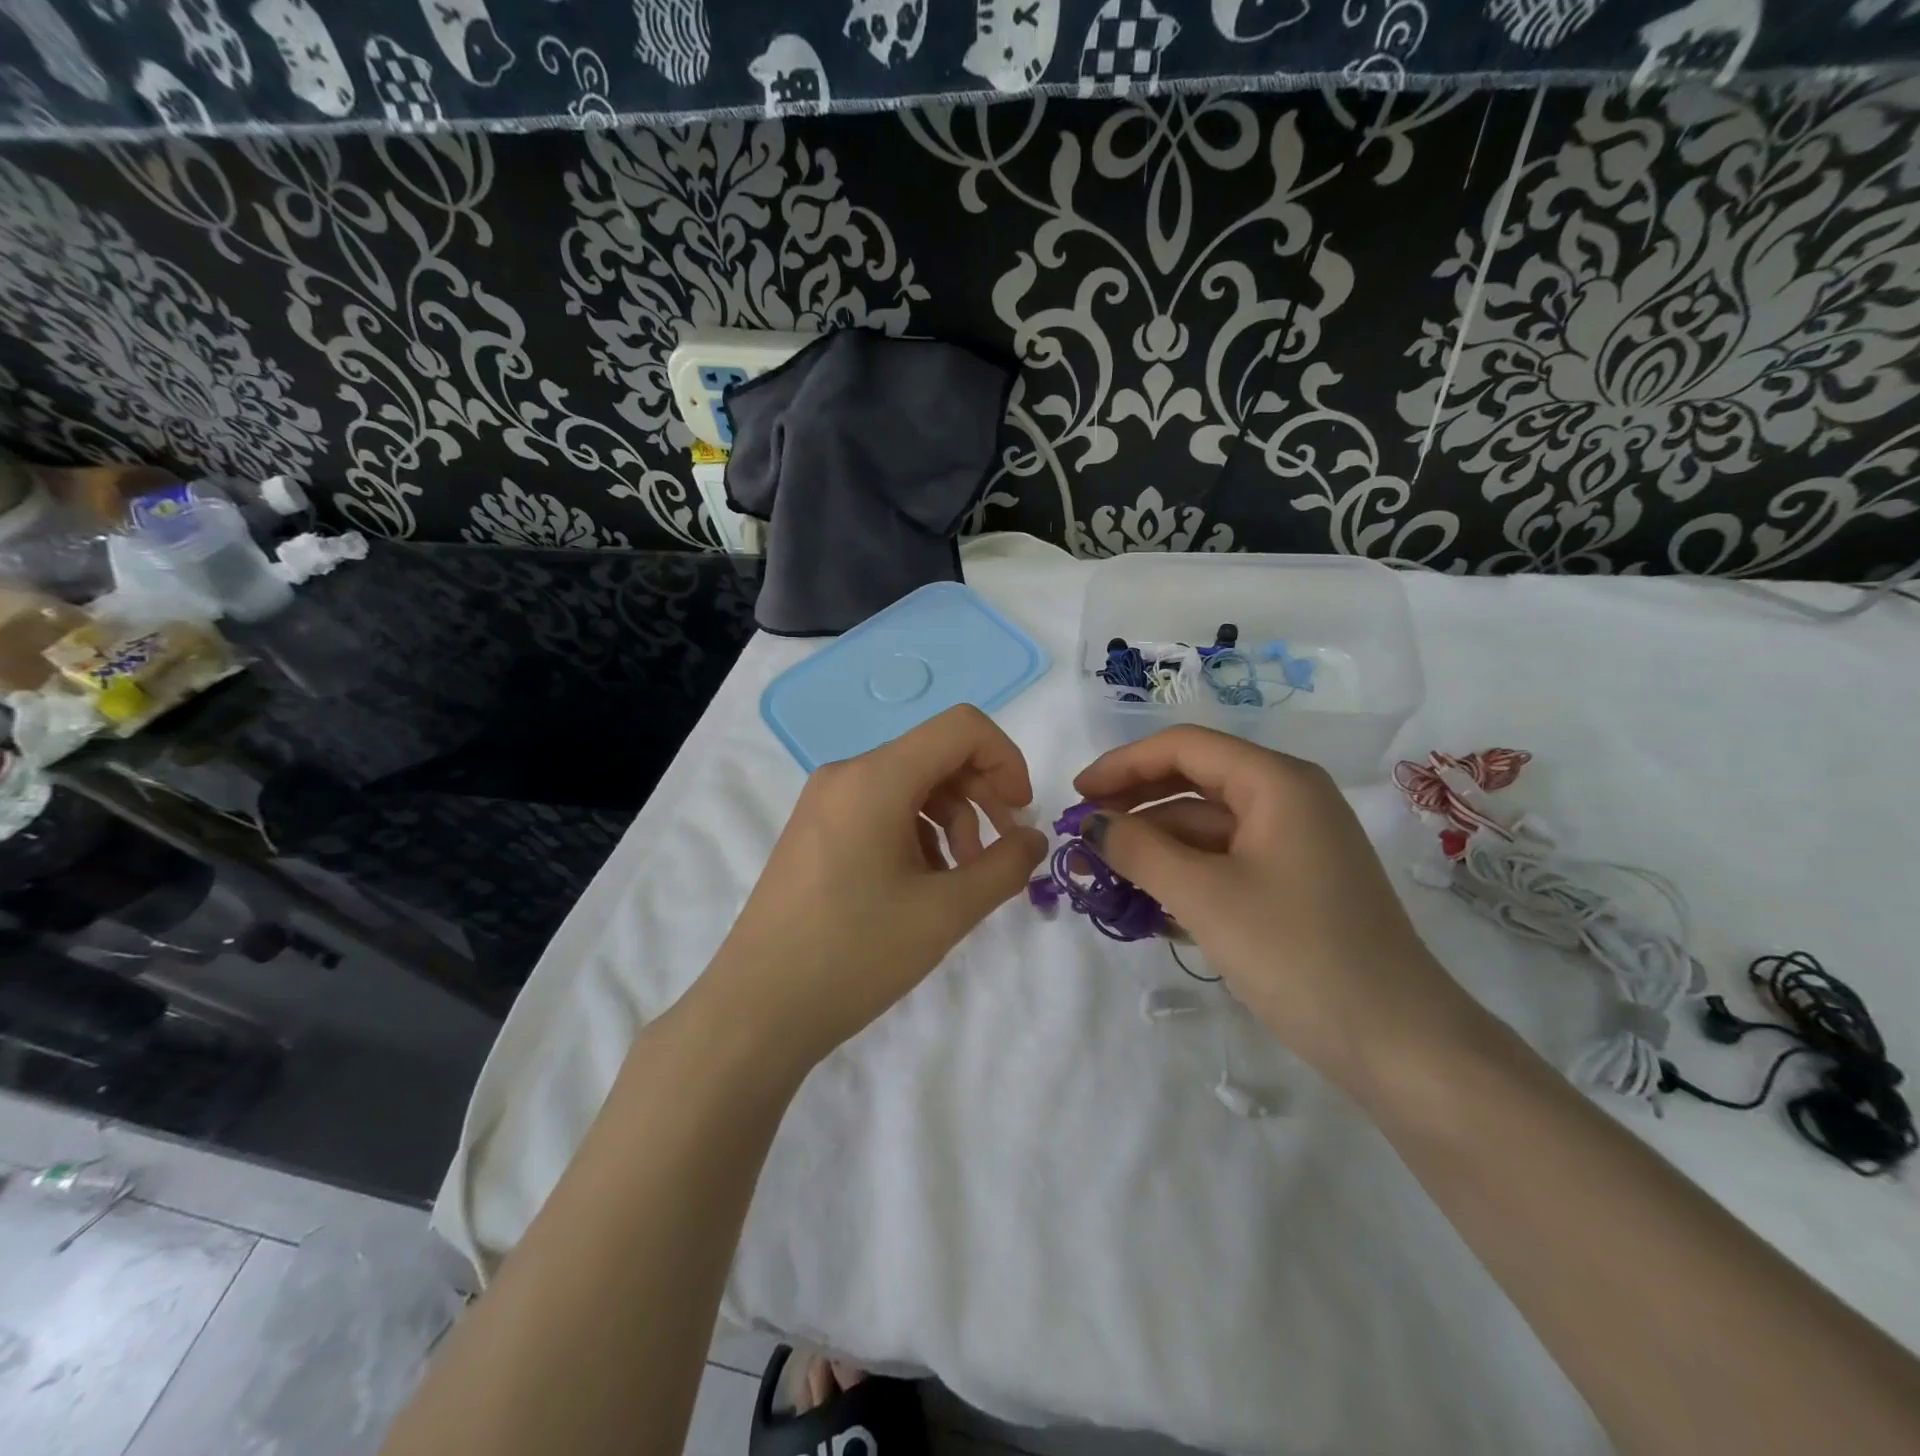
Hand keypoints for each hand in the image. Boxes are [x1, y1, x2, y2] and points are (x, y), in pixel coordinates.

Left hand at [701, 705, 1047, 1066]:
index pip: (962, 727)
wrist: (756, 1010)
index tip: (1020, 815)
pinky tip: (919, 885)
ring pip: (909, 784)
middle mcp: (846, 774)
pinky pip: (879, 808)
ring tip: (958, 880)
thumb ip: (1005, 867)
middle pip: (936, 755)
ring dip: (950, 820)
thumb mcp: (945, 912)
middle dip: (981, 796)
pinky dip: (915, 833)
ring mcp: (824, 801)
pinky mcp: (814, 830)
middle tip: (999, 853)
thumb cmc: (855, 954)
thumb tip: (1033, 838)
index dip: (1006, 760)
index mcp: (876, 777)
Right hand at [1074, 726, 1472, 1089]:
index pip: (1184, 747)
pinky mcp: (1294, 883)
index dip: (1123, 765)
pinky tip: (1149, 903)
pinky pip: (1225, 860)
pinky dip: (1185, 873)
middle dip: (1135, 804)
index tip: (1077, 795)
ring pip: (1207, 825)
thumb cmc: (1298, 954)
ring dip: (1156, 845)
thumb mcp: (1205, 897)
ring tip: (1106, 874)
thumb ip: (1139, 851)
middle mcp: (1288, 799)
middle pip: (1194, 781)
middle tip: (1085, 834)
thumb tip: (1092, 824)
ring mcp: (1294, 843)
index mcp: (1276, 782)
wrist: (1398, 1043)